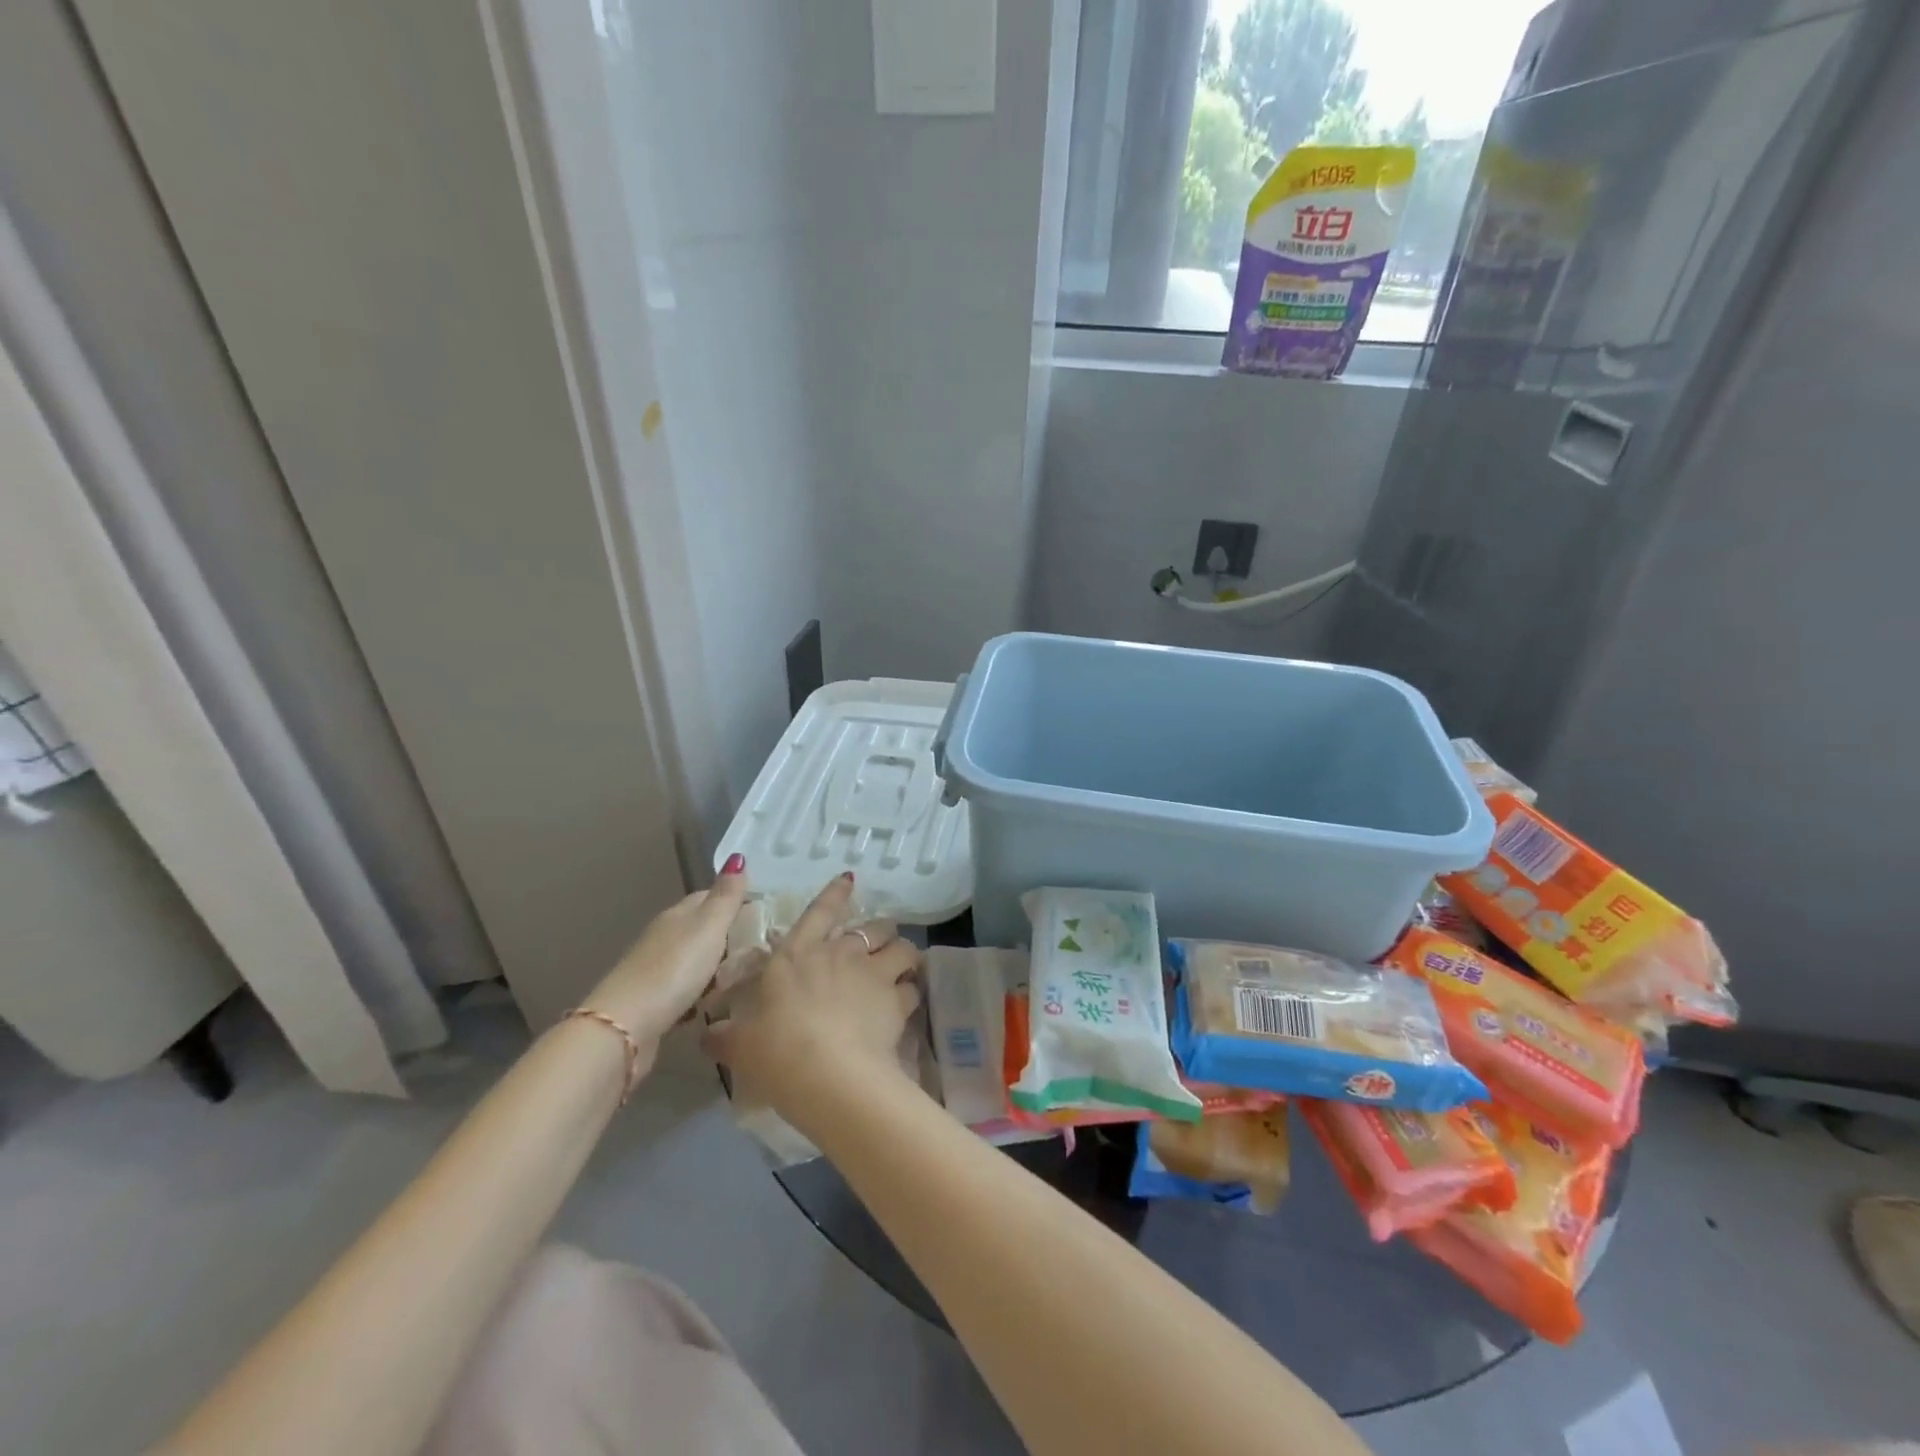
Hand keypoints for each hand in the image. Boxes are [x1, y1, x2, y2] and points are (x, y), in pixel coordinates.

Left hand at [580, 856, 749, 1043]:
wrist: (624, 1028)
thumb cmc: (673, 970)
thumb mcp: (708, 927)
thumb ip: (726, 896)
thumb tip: (737, 856)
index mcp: (678, 915)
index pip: (709, 896)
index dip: (736, 900)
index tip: (766, 913)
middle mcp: (665, 937)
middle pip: (702, 929)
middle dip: (730, 935)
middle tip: (765, 948)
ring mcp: (657, 970)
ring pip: (695, 960)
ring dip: (717, 966)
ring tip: (748, 977)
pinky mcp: (654, 1003)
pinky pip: (687, 990)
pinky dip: (702, 992)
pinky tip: (718, 1004)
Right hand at [703, 874, 921, 1118]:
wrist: (829, 1075)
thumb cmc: (777, 1051)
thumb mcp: (739, 1045)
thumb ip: (724, 1035)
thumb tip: (707, 1034)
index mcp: (798, 954)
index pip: (820, 911)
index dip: (835, 893)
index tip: (850, 878)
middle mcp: (840, 954)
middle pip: (873, 926)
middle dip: (879, 930)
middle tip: (879, 943)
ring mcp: (873, 974)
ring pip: (902, 947)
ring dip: (903, 954)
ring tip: (903, 966)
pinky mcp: (896, 1000)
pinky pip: (912, 987)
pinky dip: (910, 992)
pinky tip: (906, 1003)